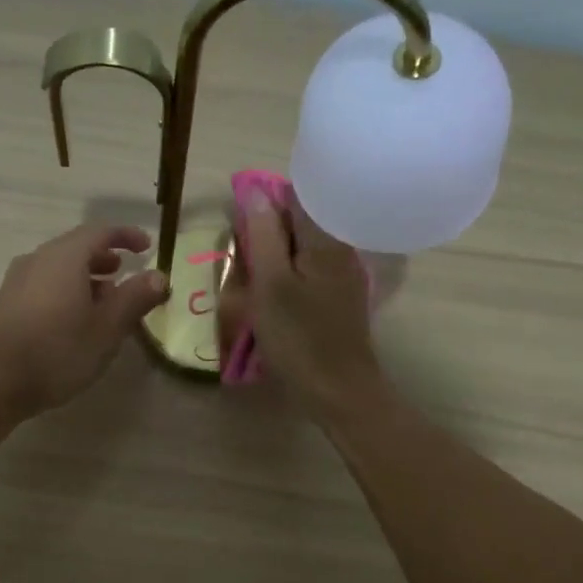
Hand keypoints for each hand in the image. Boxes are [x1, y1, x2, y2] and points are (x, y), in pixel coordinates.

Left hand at [0, 222, 170, 417]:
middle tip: (126, 272)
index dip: (126, 236)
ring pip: (59, 267)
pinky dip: (67, 289)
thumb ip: (134, 298)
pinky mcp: (7, 303)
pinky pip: (45, 284)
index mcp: (65, 257)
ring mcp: (18, 281)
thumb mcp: (107, 328)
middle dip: (105, 257)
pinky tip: (75, 318)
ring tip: (105, 299)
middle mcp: (38, 259)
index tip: (147, 247)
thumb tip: (159, 275)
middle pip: (76, 247)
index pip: (100, 232)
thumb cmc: (58, 351)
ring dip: (86, 276)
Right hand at [219, 192, 384, 415]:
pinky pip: (309, 269)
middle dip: (268, 228)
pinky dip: (287, 273)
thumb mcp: (271, 285)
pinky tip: (271, 292)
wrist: (338, 391)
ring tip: (251, 273)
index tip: (239, 223)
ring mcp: (343, 274)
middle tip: (241, 254)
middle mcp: (340, 248)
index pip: (296, 196)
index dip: (264, 201)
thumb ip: (264, 235)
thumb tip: (255, 192)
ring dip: (276, 253)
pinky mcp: (339, 297)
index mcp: (326, 239)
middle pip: (301, 220)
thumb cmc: (299, 338)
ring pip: (304, 246)